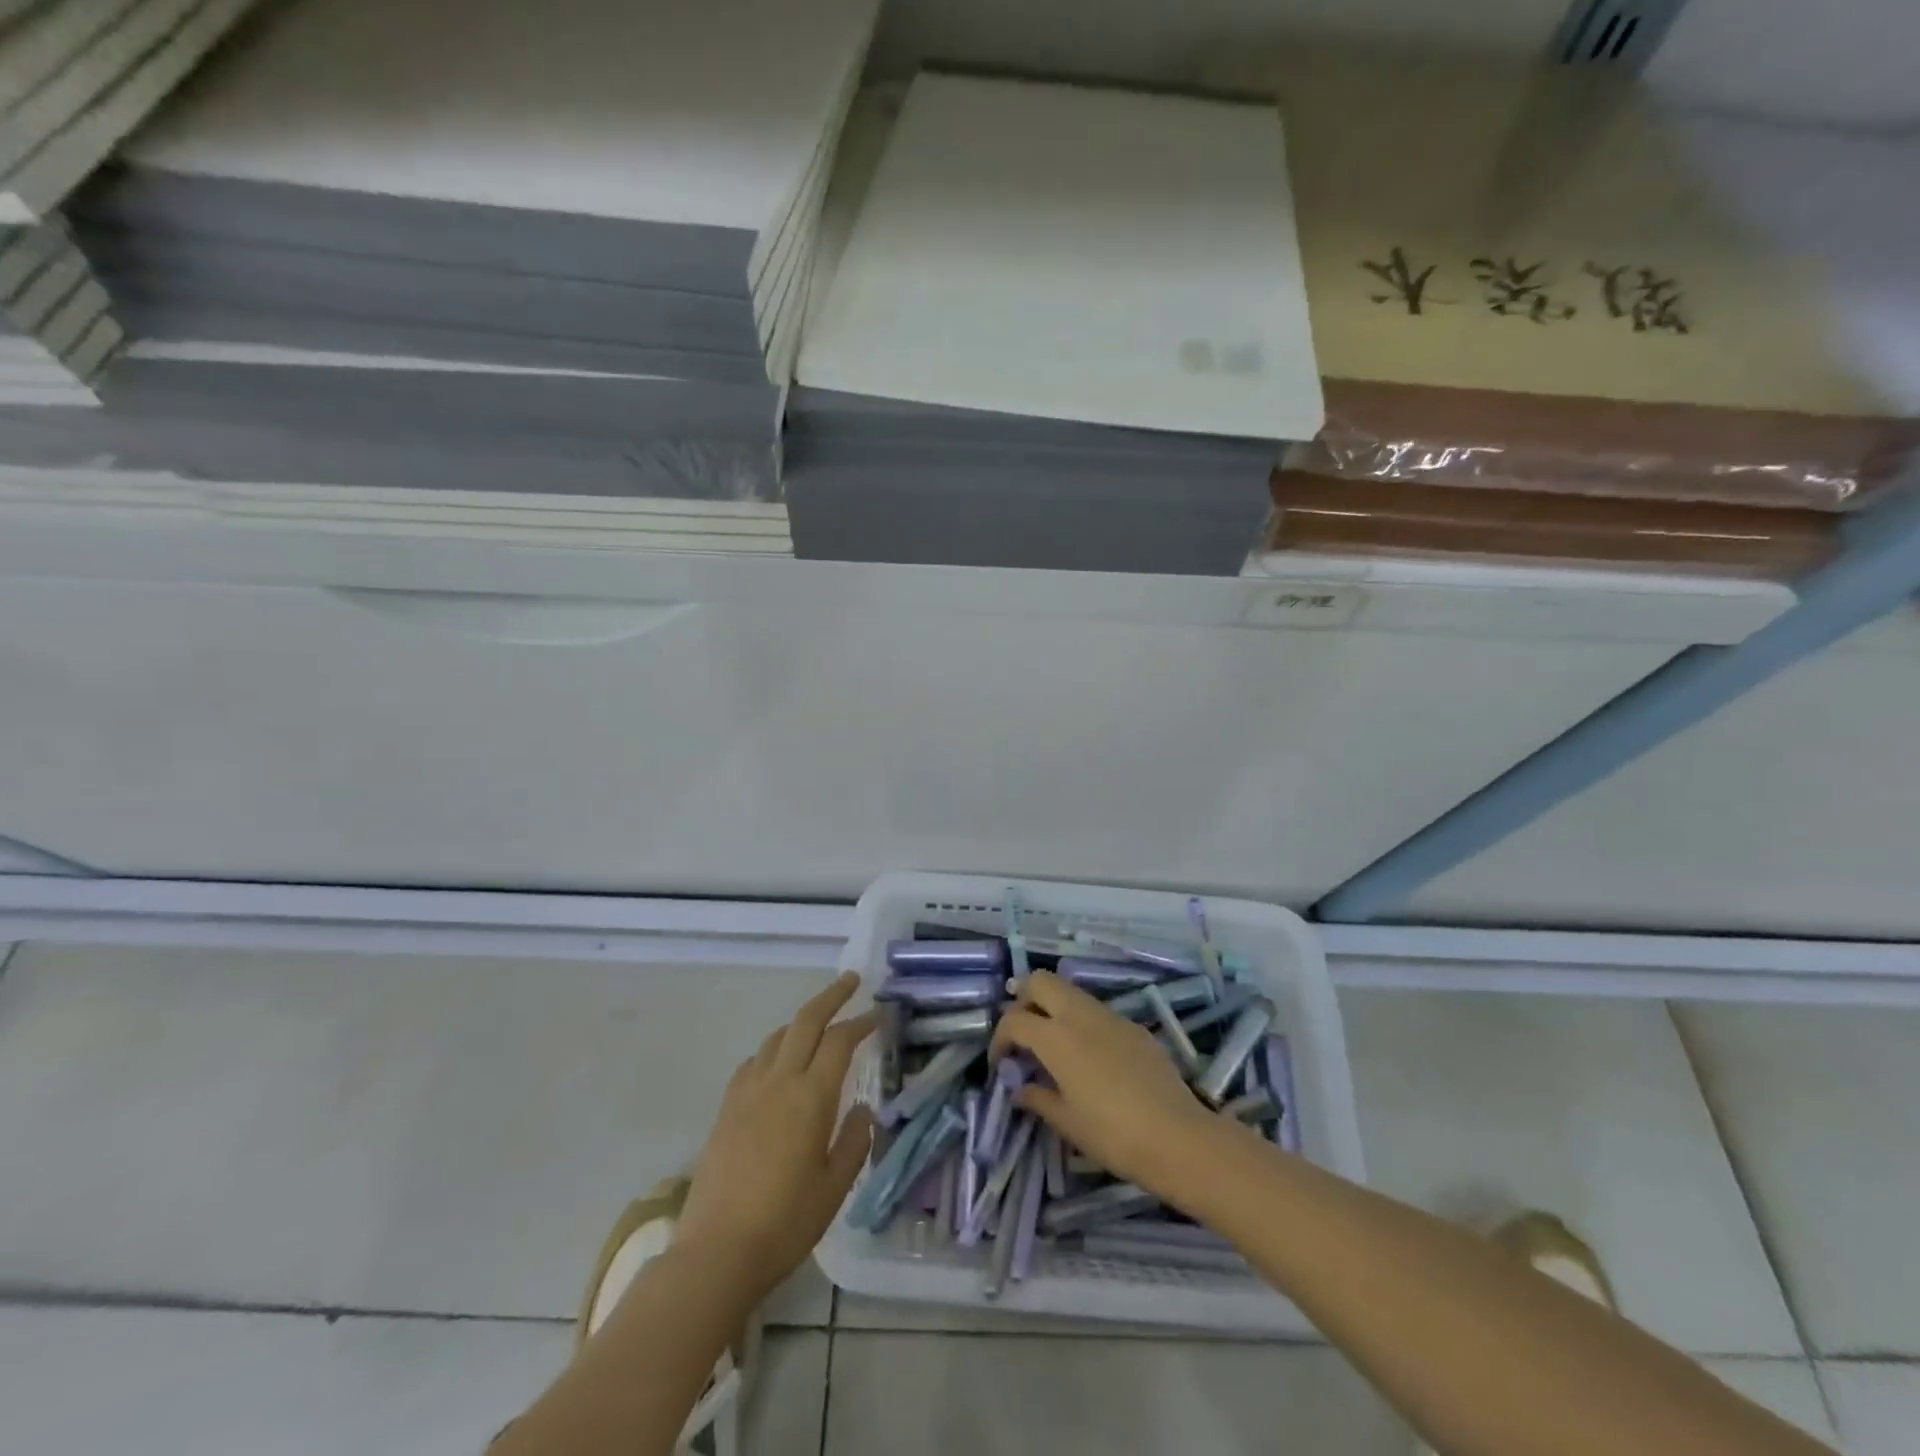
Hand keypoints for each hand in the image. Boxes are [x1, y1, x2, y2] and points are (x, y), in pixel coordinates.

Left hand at [676, 972, 877, 1299]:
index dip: (861, 1022)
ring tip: (818, 1022)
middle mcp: (779, 1081)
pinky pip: (753, 1061)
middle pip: (806, 1021)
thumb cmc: (785, 1223)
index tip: (879, 1014)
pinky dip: (773, 1048)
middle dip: (831, 996)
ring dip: (801, 1021)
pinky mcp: (726, 1108)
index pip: (840, 1041)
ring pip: (777, 1037)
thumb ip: (854, 1142)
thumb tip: (862, 1110)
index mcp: (811, 1097)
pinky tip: (777, 1063)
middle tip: (851, 980)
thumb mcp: (834, 1188)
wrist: (716, 1252)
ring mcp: (747, 1091)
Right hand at [992, 970, 1218, 1202]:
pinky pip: (1096, 1011)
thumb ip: (1037, 1098)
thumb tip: (1018, 1088)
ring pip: (1070, 991)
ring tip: (1052, 1044)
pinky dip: (1080, 1021)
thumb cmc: (1112, 1134)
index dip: (1000, 1039)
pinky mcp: (1133, 1026)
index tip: (1001, 1064)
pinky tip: (1088, 1056)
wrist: (1177, 1137)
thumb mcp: (1066, 1122)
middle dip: (1024, 1000)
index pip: (1014, 1020)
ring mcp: (1110, 1016)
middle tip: (1023, 1035)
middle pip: (1040, 981)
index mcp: (1056, 1037)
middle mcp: (1080, 1015)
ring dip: (1053, 1007)